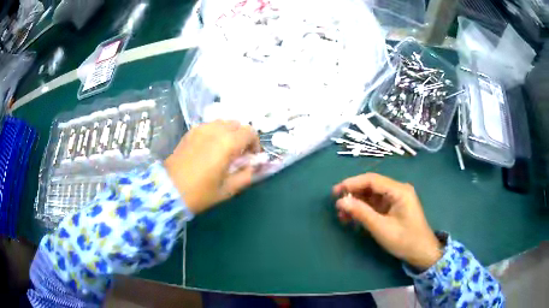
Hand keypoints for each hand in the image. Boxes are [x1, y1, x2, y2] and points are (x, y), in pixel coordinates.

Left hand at [164, 120, 260, 213]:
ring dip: (229, 133)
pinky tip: (210, 148)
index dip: (255, 144)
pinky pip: (210, 125)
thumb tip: (255, 166)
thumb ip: (246, 175)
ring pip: (223, 122)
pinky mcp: (191, 132)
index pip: (250, 132)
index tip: (251, 157)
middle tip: (238, 154)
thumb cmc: (200, 193)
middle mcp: (215, 130)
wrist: (169, 190)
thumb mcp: (228, 189)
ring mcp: (201, 129)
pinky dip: (216, 132)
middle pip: (237, 124)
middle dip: (242, 137)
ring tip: (224, 150)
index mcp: (227, 143)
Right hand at [333, 173, 441, 270]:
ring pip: (372, 195)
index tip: (335, 192)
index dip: (352, 183)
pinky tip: (353, 218)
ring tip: (342, 215)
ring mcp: (396, 199)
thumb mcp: (381, 228)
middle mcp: (398, 190)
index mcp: (399, 190)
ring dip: (357, 203)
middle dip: (353, 194)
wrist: (421, 253)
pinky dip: (364, 210)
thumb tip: (340, 201)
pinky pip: (376, 204)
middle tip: (336, 205)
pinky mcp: (394, 208)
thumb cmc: (404, 240)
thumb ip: (361, 213)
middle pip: (371, 186)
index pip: (372, 180)